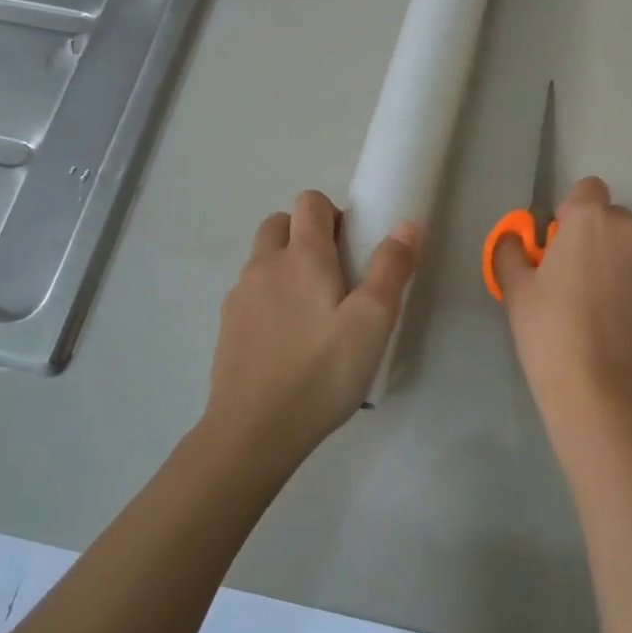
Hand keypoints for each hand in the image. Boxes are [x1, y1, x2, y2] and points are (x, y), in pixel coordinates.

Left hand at [204, 191, 417, 460]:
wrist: (254, 430)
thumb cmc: (323, 371)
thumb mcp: (373, 321)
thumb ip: (390, 268)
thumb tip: (404, 225)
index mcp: (302, 256)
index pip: (309, 202)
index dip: (333, 213)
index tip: (353, 249)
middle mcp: (264, 265)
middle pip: (279, 223)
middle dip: (306, 234)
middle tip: (335, 276)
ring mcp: (240, 296)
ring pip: (262, 259)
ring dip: (286, 266)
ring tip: (313, 313)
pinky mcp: (227, 327)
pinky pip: (251, 294)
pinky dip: (269, 299)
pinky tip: (288, 341)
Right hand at [495, 177, 631, 413]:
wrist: (602, 385)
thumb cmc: (550, 329)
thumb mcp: (516, 288)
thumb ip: (511, 252)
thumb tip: (514, 240)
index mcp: (591, 218)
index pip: (587, 188)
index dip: (571, 211)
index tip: (557, 244)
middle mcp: (631, 229)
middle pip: (611, 217)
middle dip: (593, 236)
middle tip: (571, 276)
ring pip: (630, 245)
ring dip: (614, 259)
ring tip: (593, 302)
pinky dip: (631, 284)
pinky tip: (613, 319)